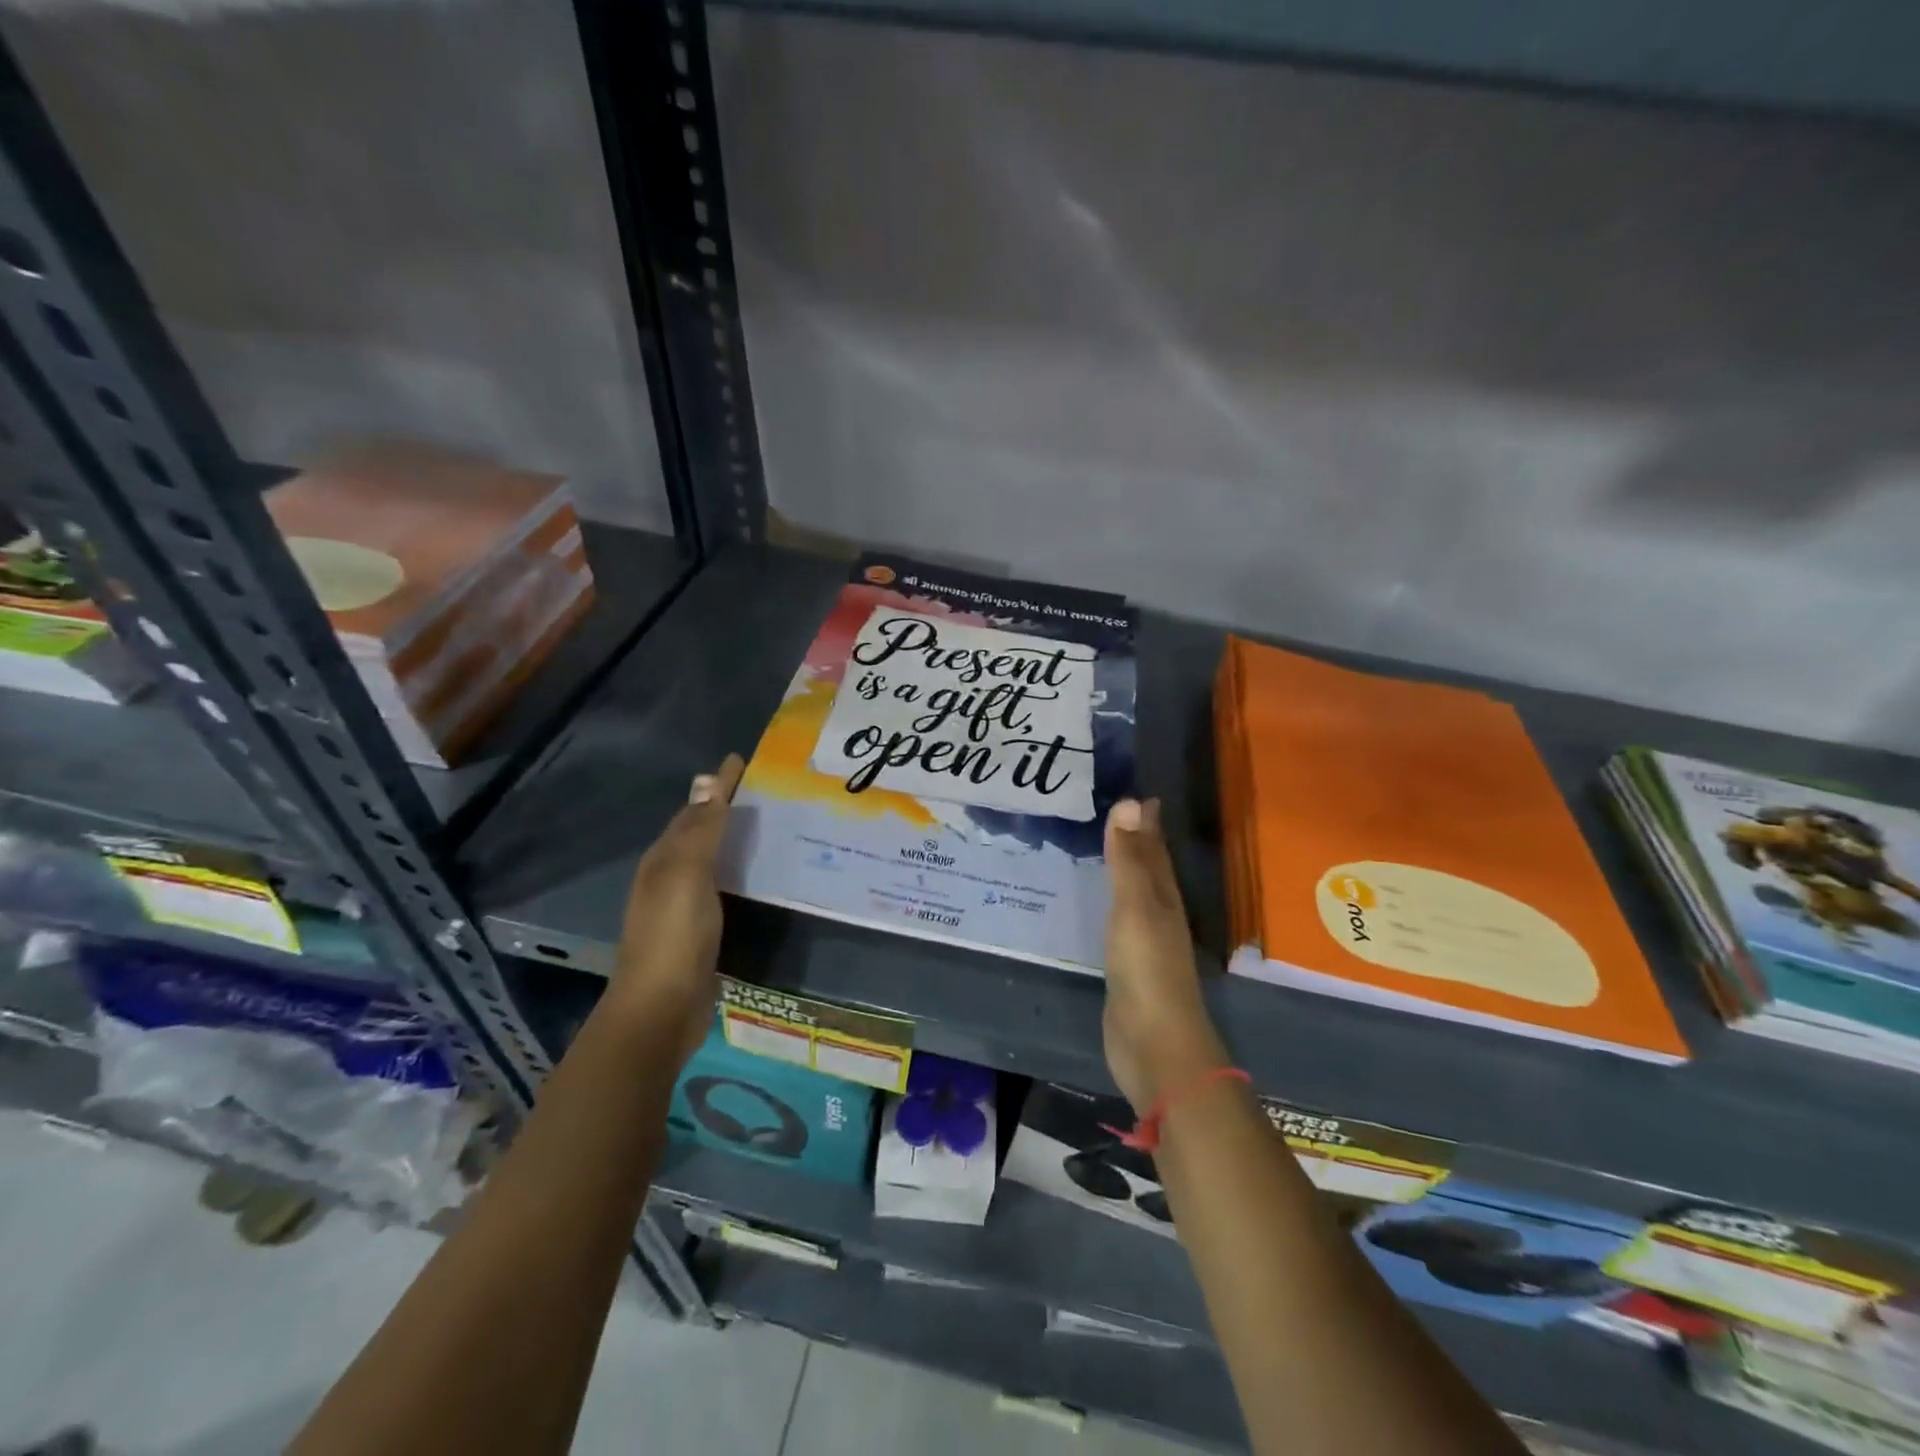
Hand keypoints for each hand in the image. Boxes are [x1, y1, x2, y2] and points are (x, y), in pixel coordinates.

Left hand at [612, 753, 744, 1065]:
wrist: (661, 1010)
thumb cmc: (674, 936)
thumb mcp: (687, 875)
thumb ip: (701, 830)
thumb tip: (709, 780)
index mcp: (664, 859)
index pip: (694, 810)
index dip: (718, 786)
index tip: (744, 761)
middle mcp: (670, 877)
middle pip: (699, 832)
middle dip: (726, 808)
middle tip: (766, 791)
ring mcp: (683, 907)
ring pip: (712, 860)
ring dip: (734, 840)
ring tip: (770, 826)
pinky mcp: (701, 932)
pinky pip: (723, 887)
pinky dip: (740, 872)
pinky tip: (760, 876)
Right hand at [1103, 797, 1228, 1113]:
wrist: (1154, 1045)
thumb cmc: (1146, 969)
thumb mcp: (1135, 907)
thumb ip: (1130, 859)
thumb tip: (1131, 801)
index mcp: (1163, 897)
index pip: (1155, 849)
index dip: (1146, 822)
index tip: (1136, 792)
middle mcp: (1158, 914)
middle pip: (1148, 869)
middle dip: (1136, 840)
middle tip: (1114, 810)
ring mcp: (1143, 942)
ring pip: (1133, 894)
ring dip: (1122, 870)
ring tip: (1102, 846)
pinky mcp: (1127, 967)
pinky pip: (1117, 920)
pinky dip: (1109, 903)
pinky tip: (1097, 902)